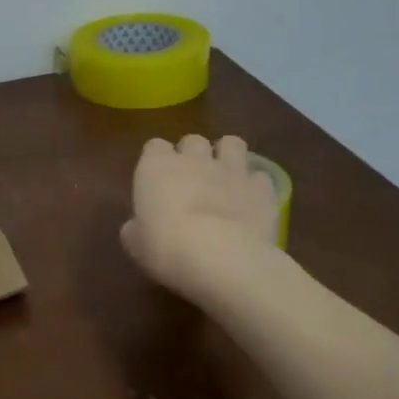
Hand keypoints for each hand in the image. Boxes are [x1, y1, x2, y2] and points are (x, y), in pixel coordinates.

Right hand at [121, 134, 278, 303]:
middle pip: (193, 140)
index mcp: (156, 166)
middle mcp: (194, 159)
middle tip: (190, 179)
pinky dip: (254, 185)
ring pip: (232, 143)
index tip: (157, 179)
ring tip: (225, 178)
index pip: (154, 146)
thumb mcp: (135, 244)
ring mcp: (231, 170)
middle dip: (192, 154)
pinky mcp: (262, 189)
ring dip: (227, 156)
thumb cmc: (166, 247)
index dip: (157, 160)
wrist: (222, 258)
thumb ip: (136, 227)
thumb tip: (137, 227)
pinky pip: (259, 176)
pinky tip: (250, 202)